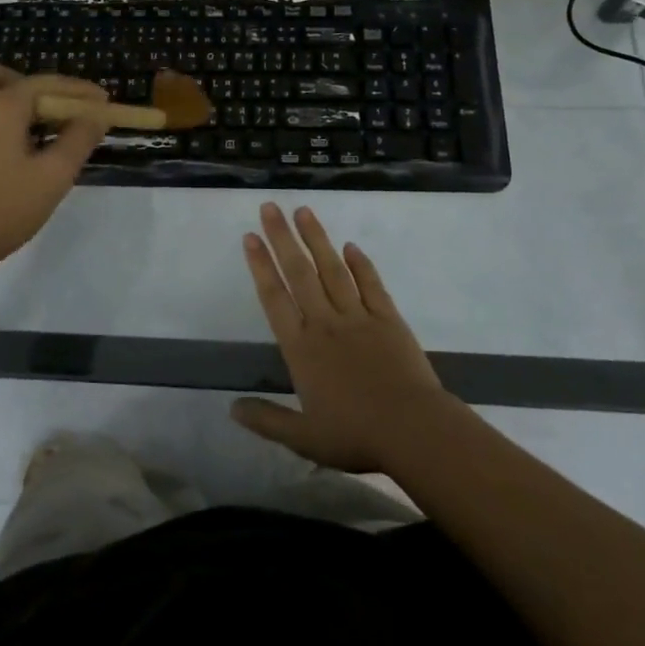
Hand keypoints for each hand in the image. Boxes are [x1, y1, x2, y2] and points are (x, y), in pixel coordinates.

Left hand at [0, 62, 108, 285]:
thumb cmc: (3, 210)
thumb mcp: (53, 176)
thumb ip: (79, 139)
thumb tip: (96, 114)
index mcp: (0, 105)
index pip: (46, 84)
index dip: (77, 90)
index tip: (102, 101)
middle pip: (2, 76)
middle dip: (31, 86)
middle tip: (53, 111)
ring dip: (4, 96)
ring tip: (26, 128)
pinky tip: (0, 145)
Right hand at [232, 202, 454, 473]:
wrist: (413, 429)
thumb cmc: (355, 435)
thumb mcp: (304, 438)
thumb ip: (267, 420)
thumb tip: (231, 407)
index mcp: (302, 348)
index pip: (275, 298)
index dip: (261, 266)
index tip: (250, 236)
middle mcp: (325, 323)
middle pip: (299, 272)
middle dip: (282, 237)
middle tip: (270, 207)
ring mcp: (358, 316)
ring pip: (332, 269)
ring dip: (317, 239)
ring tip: (304, 210)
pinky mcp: (388, 318)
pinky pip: (371, 284)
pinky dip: (360, 264)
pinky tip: (350, 246)